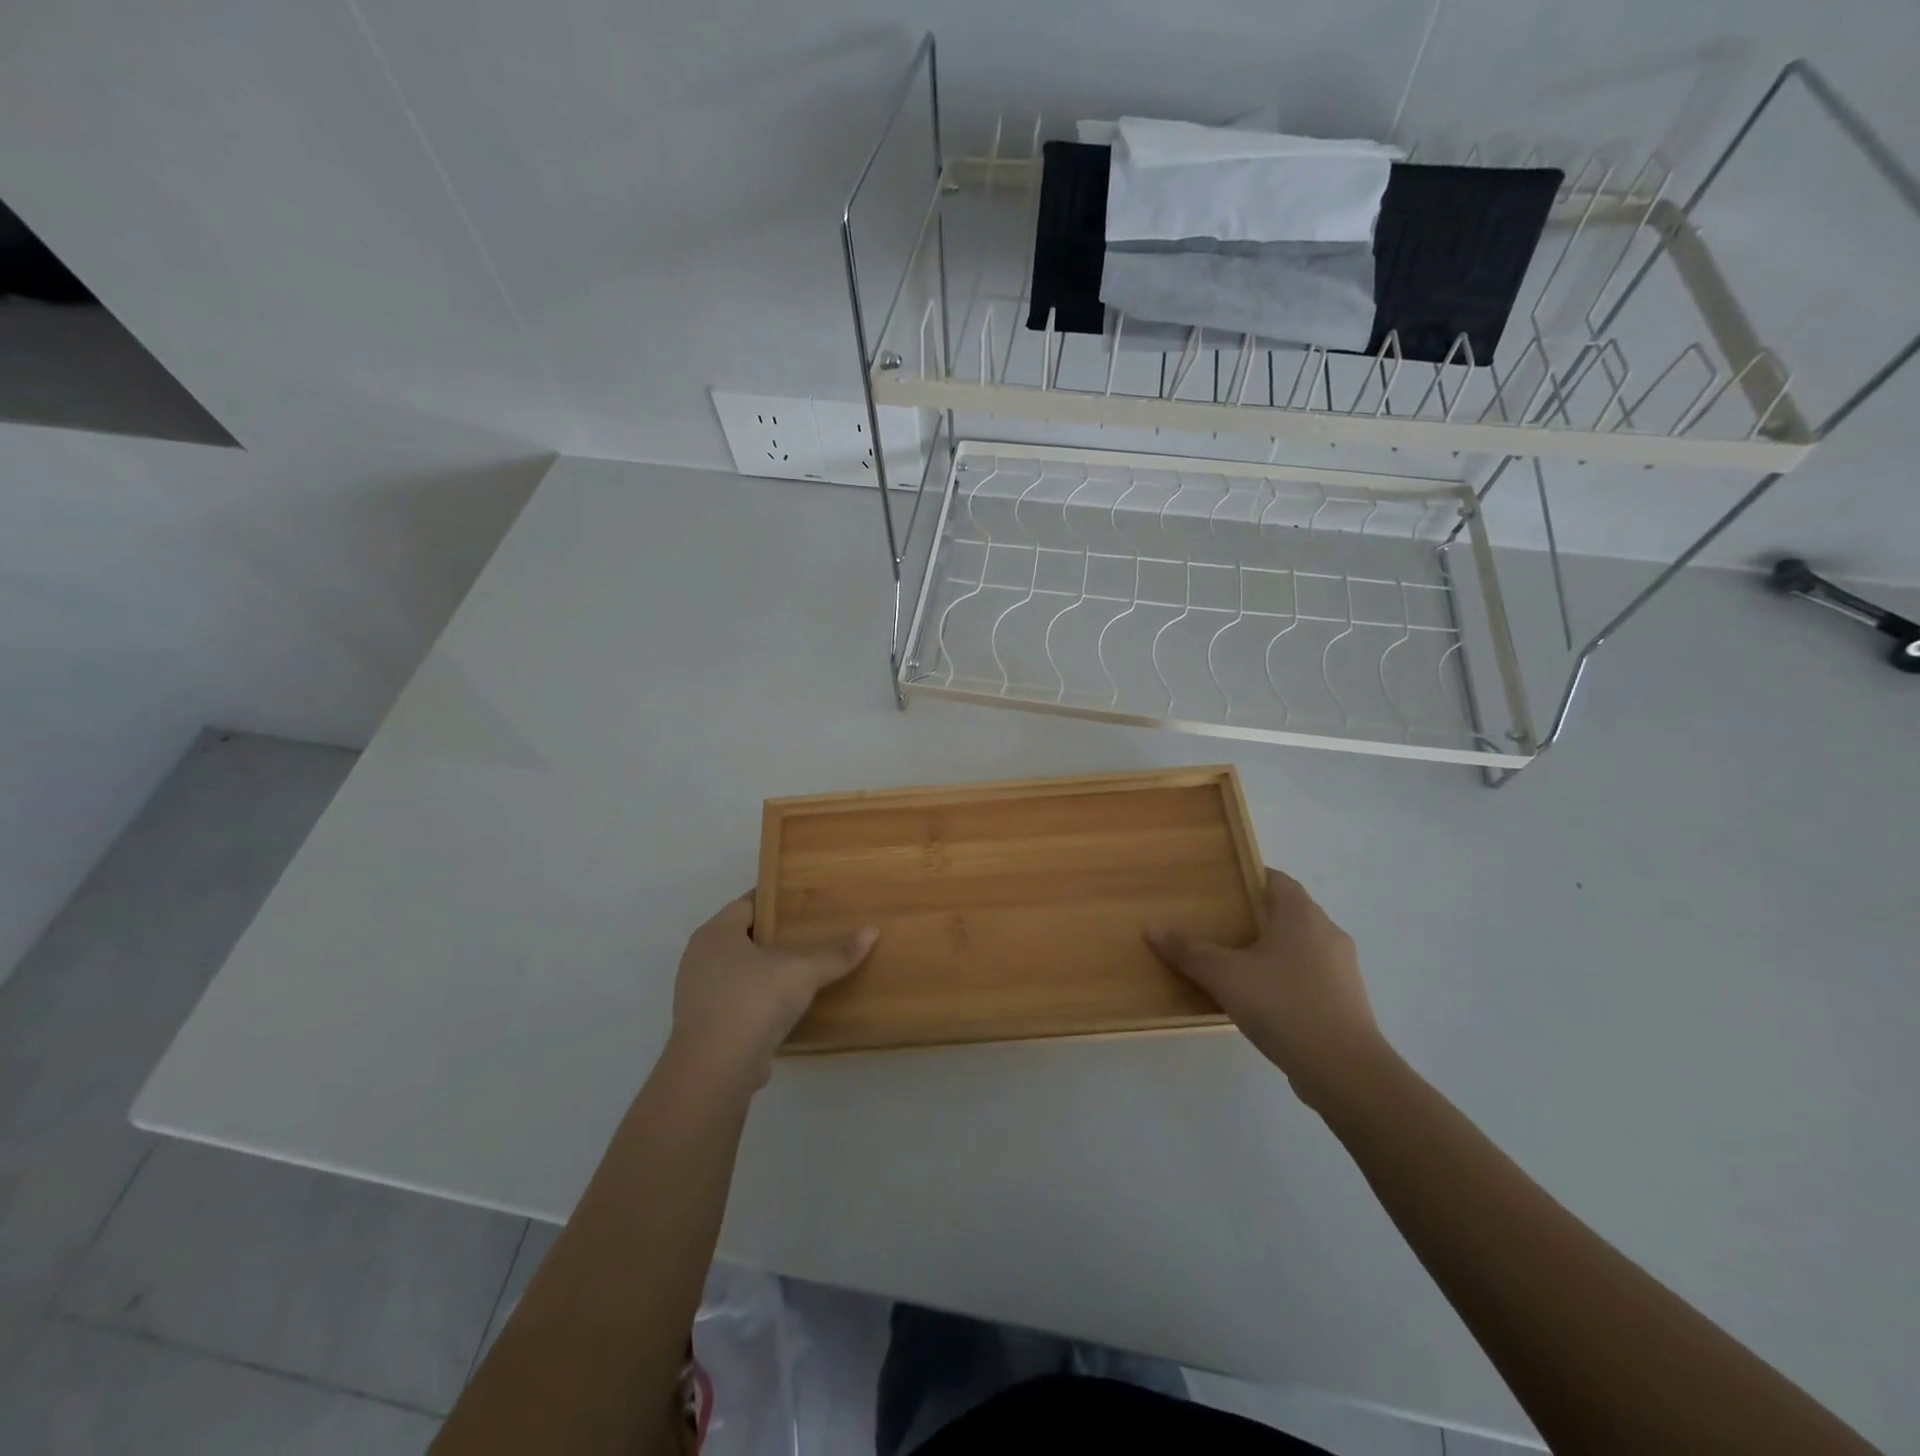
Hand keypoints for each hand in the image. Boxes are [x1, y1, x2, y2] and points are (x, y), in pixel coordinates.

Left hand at [669, 895, 877, 1089]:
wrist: (714, 1070)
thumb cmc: (753, 1001)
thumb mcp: (802, 972)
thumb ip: (836, 953)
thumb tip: (872, 930)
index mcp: (716, 933)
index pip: (747, 903)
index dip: (775, 900)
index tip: (803, 902)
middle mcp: (700, 958)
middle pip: (742, 937)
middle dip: (773, 936)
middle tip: (810, 932)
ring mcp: (698, 994)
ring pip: (738, 971)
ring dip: (765, 971)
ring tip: (802, 969)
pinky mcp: (705, 1027)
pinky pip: (737, 1001)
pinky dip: (758, 1000)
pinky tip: (785, 1007)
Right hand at [1148, 867, 1389, 1112]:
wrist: (1345, 1071)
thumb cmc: (1284, 1005)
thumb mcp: (1226, 976)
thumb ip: (1189, 952)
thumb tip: (1152, 928)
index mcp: (1302, 915)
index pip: (1276, 879)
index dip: (1249, 879)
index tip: (1220, 890)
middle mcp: (1328, 933)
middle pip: (1288, 912)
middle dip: (1255, 917)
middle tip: (1218, 926)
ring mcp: (1342, 969)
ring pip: (1300, 946)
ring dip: (1271, 951)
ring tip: (1235, 965)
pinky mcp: (1346, 1001)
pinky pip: (1310, 976)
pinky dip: (1286, 979)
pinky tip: (1262, 1000)